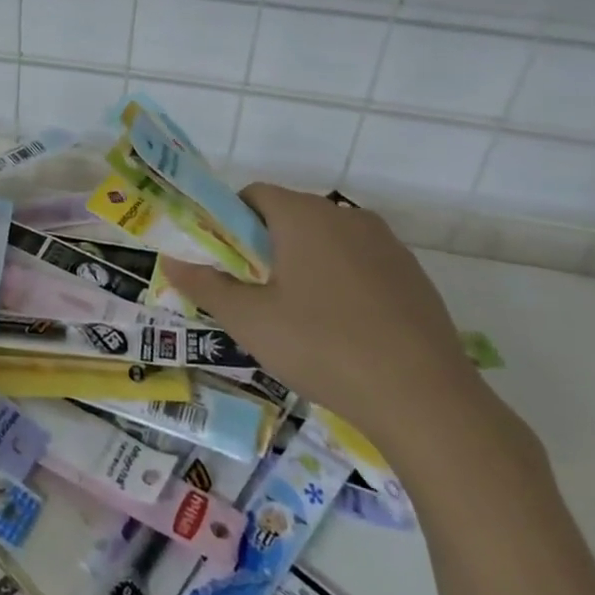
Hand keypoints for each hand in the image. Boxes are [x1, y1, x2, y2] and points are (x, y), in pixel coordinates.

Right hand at [161, 186, 491, 463]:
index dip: (229, 223)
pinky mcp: (412, 274)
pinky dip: (341, 282)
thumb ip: (205, 285)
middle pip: (289, 216)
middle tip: (254, 295)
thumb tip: (169, 261)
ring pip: (326, 240)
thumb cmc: (322, 346)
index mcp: (303, 215)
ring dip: (303, 264)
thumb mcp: (249, 320)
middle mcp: (345, 215)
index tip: (224, 264)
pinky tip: (343, 329)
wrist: (425, 398)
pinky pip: (360, 263)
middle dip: (264, 247)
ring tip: (298, 317)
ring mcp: (386, 244)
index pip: (253, 195)